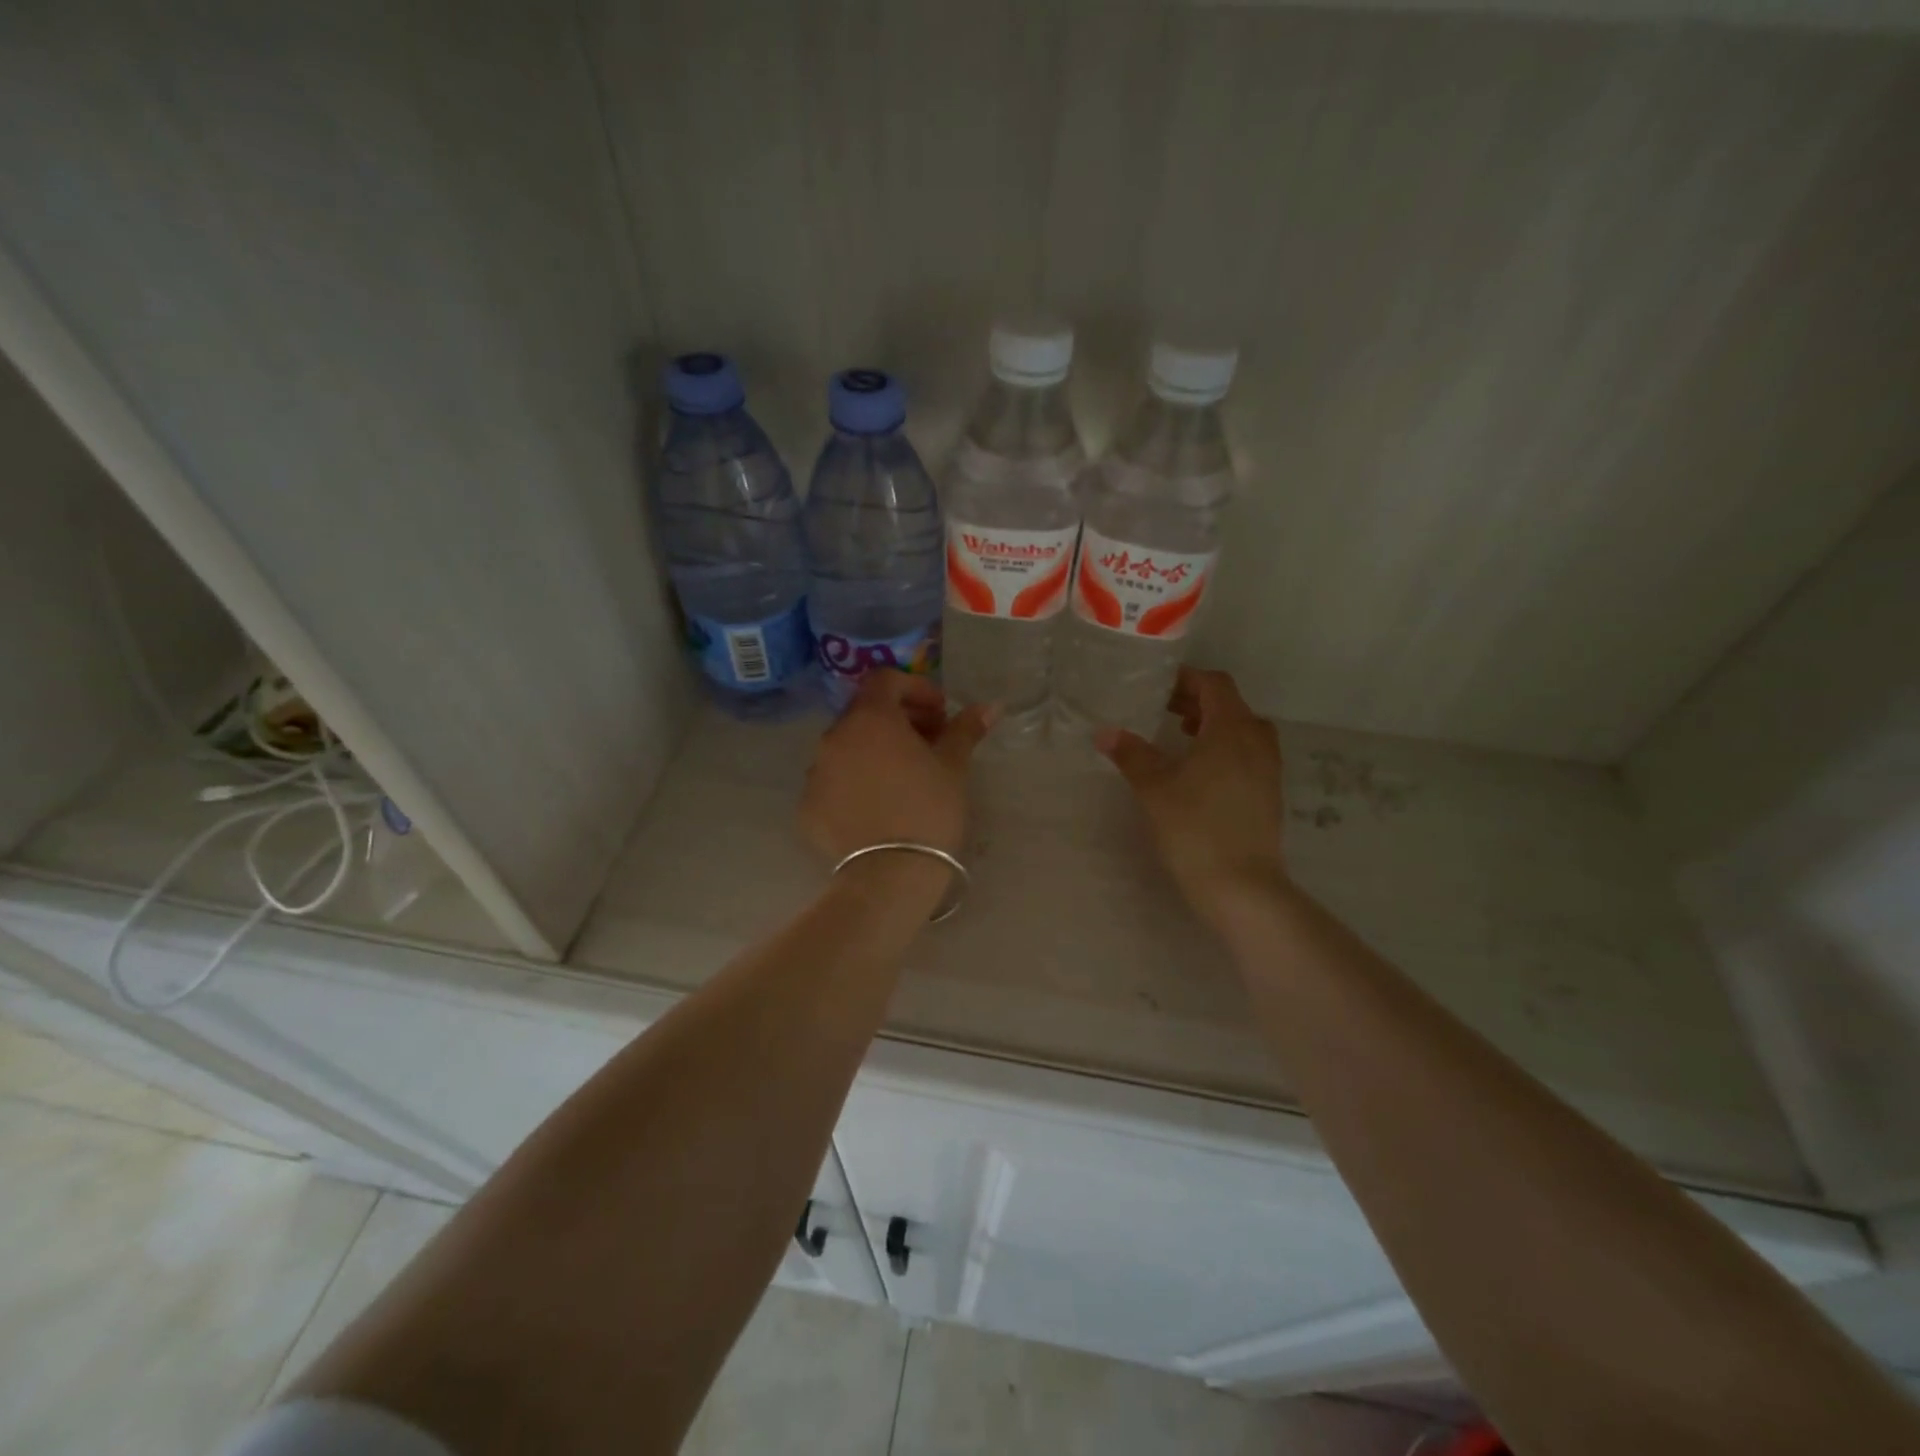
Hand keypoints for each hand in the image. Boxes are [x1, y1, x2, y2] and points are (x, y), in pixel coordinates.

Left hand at [800, 671, 996, 862]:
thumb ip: (965, 730)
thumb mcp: (953, 766)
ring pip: (847, 748)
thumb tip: (990, 706)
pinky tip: (878, 807)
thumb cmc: (928, 809)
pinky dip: (855, 783)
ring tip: (903, 778)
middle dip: (898, 721)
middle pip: (865, 714)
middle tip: (928, 744)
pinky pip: (833, 782)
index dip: (916, 689)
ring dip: (874, 751)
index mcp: (870, 718)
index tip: (939, 714)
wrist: (890, 875)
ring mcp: (815, 772)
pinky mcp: (807, 806)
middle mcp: (834, 737)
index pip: (886, 680)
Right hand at [1096, 667, 1287, 927]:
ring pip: (1242, 730)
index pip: (1214, 684)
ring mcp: (1268, 768)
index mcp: (1231, 729)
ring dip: (1213, 724)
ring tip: (1181, 736)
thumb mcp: (1154, 787)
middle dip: (1197, 700)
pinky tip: (1199, 770)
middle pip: (1230, 704)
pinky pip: (1248, 753)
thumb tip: (1105, 732)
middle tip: (1163, 708)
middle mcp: (1257, 740)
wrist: (1241, 886)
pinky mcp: (1269, 792)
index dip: (1187, 679)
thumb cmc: (1194, 827)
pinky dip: (1225, 748)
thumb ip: (1131, 754)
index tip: (1158, 685)